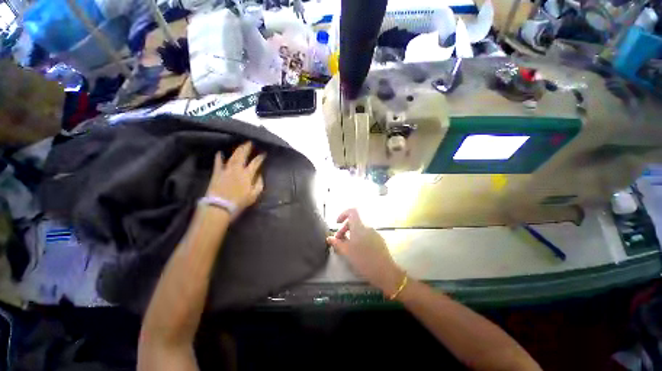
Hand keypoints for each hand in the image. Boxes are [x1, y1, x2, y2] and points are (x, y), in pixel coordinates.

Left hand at [205, 142, 265, 219]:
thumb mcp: (254, 195)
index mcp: (248, 175)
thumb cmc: (239, 202)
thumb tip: (260, 176)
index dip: (260, 157)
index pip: (256, 163)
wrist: (220, 206)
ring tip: (240, 145)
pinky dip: (219, 157)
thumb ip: (259, 184)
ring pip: (232, 157)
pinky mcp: (217, 173)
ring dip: (237, 150)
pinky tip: (219, 152)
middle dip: (247, 148)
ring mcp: (226, 170)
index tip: (263, 154)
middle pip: (242, 155)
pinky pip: (218, 163)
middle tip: (250, 142)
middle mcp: (237, 169)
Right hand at [326, 209, 404, 296]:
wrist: (385, 271)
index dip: (343, 214)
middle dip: (345, 229)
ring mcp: (375, 233)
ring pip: (360, 229)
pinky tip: (358, 250)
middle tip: (339, 240)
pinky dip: (359, 238)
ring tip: (347, 247)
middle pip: (354, 222)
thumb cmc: (363, 260)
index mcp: (359, 227)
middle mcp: (368, 227)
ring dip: (352, 235)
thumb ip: (337, 243)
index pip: (352, 211)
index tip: (338, 223)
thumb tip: (329, 238)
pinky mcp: (379, 240)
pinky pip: (366, 235)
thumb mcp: (347, 252)